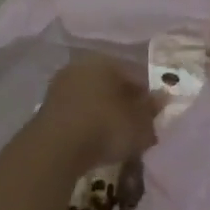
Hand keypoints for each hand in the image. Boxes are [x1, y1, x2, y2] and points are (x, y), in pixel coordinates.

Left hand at [33, 57, 161, 170]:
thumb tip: (161, 98)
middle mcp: (81, 66)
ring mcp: (61, 86)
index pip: (135, 74)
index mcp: (106, 60)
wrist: (55, 148)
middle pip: (112, 85)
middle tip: (138, 128)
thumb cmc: (105, 127)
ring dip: (106, 114)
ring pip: (94, 98)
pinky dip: (89, 124)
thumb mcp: (139, 123)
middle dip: (126, 104)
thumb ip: (151, 109)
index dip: (149, 96)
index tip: (156, 116)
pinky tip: (96, 142)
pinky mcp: (48, 108)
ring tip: (118, 138)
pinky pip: (78, 113)